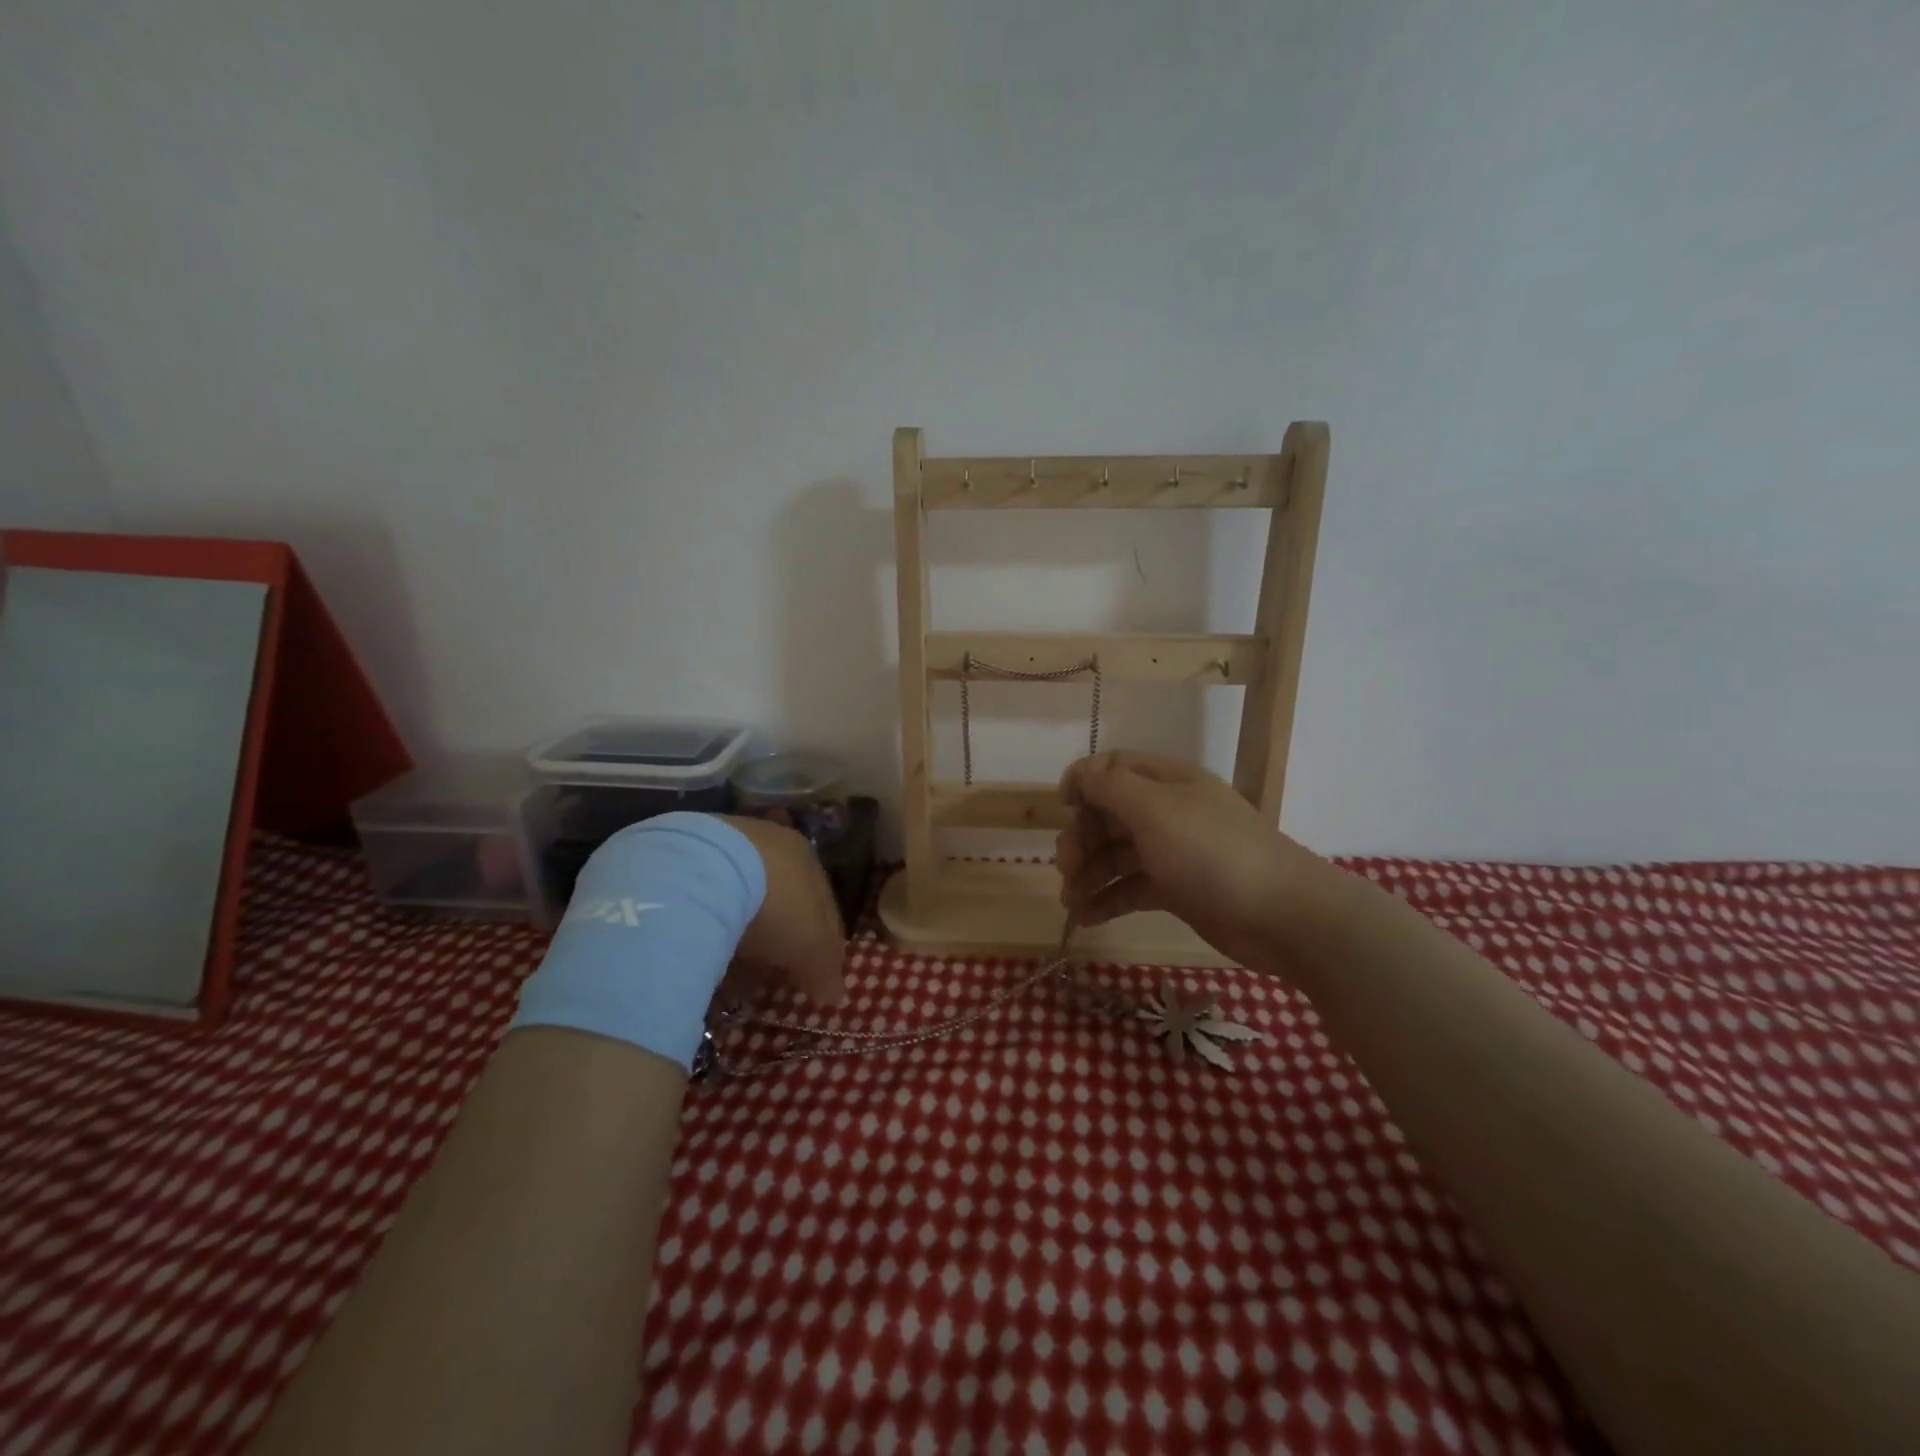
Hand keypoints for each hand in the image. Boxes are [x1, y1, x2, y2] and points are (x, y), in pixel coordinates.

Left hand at [717, 816, 845, 1005]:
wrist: (707, 871)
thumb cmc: (777, 906)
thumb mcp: (811, 947)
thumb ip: (826, 971)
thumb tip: (836, 995)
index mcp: (808, 858)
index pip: (823, 906)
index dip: (822, 944)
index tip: (813, 976)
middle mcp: (772, 845)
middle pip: (782, 899)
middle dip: (779, 937)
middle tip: (770, 973)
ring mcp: (727, 846)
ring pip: (742, 898)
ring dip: (742, 932)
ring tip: (731, 968)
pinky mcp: (687, 856)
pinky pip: (707, 899)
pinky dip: (710, 925)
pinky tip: (703, 949)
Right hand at [1054, 751, 1334, 970]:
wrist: (1282, 916)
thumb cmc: (1212, 853)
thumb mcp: (1155, 809)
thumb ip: (1111, 786)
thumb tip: (1080, 774)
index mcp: (1167, 781)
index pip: (1113, 768)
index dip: (1083, 782)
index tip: (1061, 808)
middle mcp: (1169, 812)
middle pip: (1110, 814)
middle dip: (1082, 837)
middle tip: (1066, 868)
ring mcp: (1174, 852)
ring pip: (1118, 854)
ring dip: (1089, 873)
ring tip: (1069, 902)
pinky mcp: (1179, 890)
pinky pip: (1132, 887)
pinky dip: (1107, 900)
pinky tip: (1085, 917)